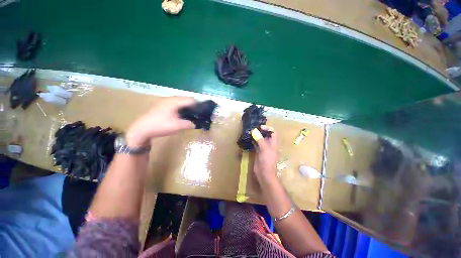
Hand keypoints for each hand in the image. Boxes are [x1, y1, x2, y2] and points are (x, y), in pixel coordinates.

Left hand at [126, 97, 195, 145]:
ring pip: (180, 101)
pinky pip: (175, 104)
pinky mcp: (162, 105)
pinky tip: (181, 115)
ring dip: (186, 107)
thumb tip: (195, 124)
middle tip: (197, 114)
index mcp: (174, 102)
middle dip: (193, 106)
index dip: (198, 105)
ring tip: (190, 115)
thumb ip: (188, 124)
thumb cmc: (160, 126)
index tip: (202, 112)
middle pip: (185, 99)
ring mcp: (165, 101)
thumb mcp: (177, 126)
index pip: (190, 99)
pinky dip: (181, 108)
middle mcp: (170, 99)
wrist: (141, 129)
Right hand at [254, 126, 277, 181]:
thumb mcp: (264, 149)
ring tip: (250, 132)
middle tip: (253, 128)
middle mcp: (269, 145)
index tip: (260, 127)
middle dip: (260, 131)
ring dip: (256, 136)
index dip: (268, 128)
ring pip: (260, 139)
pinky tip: (249, 139)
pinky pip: (256, 144)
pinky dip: (253, 141)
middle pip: (266, 135)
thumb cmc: (267, 161)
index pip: (273, 132)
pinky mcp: (258, 152)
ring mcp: (263, 148)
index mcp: (273, 143)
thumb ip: (260, 139)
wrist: (264, 173)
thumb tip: (255, 131)